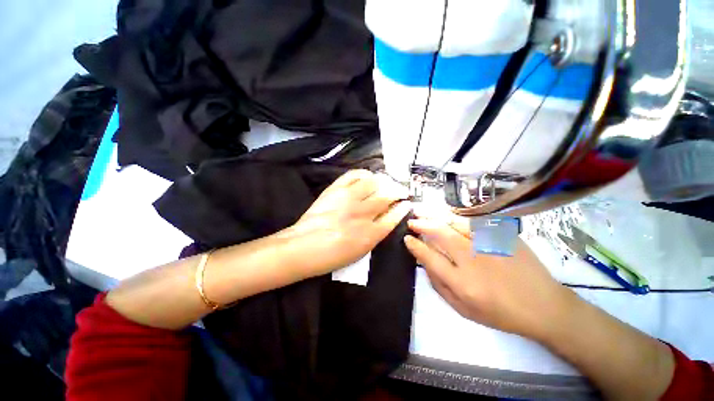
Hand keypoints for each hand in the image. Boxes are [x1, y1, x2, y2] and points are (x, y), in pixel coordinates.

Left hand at [278, 170, 411, 277]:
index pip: (394, 216)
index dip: (403, 208)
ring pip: (373, 182)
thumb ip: (376, 234)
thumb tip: (386, 218)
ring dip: (384, 181)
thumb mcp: (360, 252)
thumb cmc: (332, 256)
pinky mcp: (335, 190)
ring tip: (386, 182)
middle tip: (401, 190)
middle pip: (387, 196)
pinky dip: (364, 173)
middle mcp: (363, 214)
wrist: (303, 247)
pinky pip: (353, 175)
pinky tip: (368, 176)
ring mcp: (348, 199)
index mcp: (370, 234)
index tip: (407, 203)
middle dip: (398, 191)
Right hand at [404, 213, 576, 340]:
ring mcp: (490, 244)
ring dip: (435, 215)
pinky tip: (447, 215)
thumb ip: (439, 286)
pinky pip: (473, 221)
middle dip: (422, 225)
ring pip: (455, 223)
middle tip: (412, 221)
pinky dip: (455, 217)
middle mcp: (473, 260)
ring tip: (422, 211)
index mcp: (462, 282)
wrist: (543, 305)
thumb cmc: (500, 313)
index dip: (415, 246)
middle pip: (440, 234)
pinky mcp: (503, 236)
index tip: (407, 238)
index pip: (430, 257)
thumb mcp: (463, 309)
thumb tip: (424, 263)